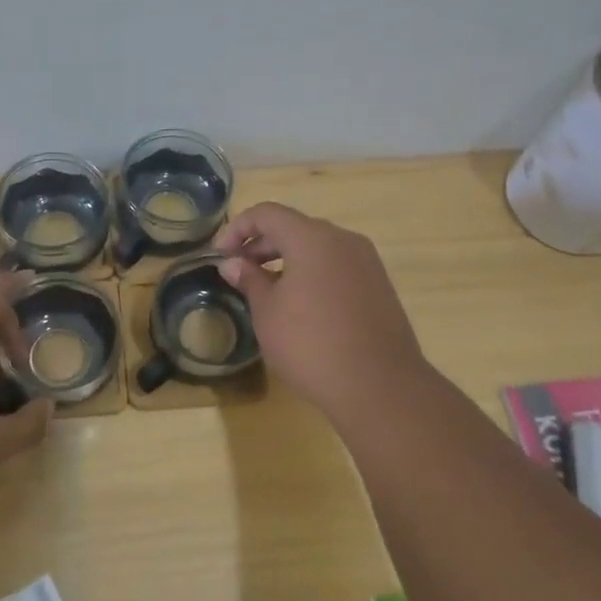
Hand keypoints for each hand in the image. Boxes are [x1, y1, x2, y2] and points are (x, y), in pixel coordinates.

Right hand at [214, 203, 426, 422]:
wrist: (380, 387)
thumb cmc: (311, 345)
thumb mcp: (268, 313)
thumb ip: (249, 280)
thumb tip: (234, 263)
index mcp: (312, 238)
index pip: (266, 213)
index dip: (237, 229)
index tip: (219, 256)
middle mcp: (343, 240)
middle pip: (294, 227)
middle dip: (261, 245)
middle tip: (239, 272)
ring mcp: (366, 262)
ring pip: (317, 247)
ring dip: (286, 259)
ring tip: (266, 290)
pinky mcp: (378, 286)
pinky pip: (336, 266)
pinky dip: (312, 273)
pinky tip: (300, 305)